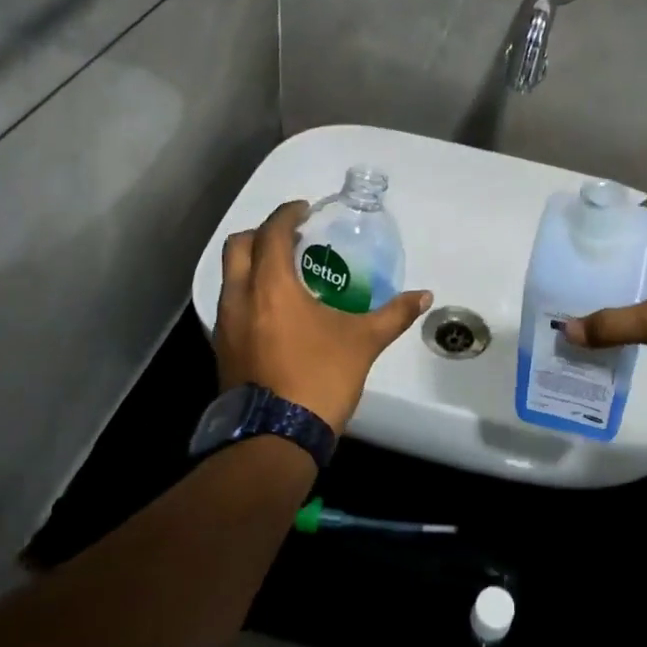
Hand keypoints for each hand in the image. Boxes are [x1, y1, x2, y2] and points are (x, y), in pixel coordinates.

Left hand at [214, 200, 433, 430]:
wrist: (275, 436)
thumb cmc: (319, 377)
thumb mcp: (363, 342)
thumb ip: (393, 314)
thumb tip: (424, 296)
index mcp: (271, 285)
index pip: (271, 232)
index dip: (287, 214)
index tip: (304, 210)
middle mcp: (240, 296)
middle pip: (239, 246)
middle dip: (262, 234)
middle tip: (291, 239)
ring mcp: (226, 324)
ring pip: (230, 276)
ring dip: (252, 264)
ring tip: (286, 274)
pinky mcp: (223, 348)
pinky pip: (231, 303)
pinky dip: (248, 292)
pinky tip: (275, 312)